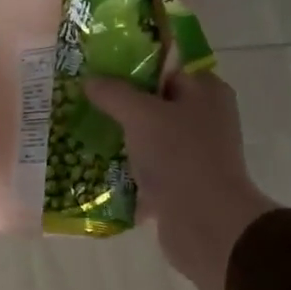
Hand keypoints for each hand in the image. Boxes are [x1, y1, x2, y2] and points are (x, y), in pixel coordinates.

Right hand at [83, 71, 277, 289]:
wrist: (206, 224)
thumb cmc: (179, 157)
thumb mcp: (141, 115)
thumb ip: (114, 93)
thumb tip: (90, 80)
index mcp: (206, 91)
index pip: (167, 66)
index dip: (133, 65)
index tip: (98, 69)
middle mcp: (205, 118)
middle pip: (156, 101)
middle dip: (121, 103)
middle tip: (85, 100)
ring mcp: (194, 152)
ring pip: (150, 136)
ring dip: (122, 137)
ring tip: (84, 132)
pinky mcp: (182, 182)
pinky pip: (148, 167)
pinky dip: (127, 167)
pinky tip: (97, 166)